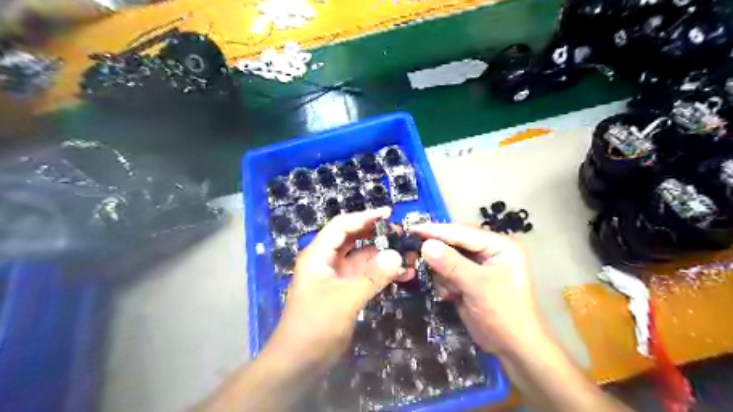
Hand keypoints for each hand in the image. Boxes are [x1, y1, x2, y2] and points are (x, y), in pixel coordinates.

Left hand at [267, 208, 399, 370]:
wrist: (299, 362)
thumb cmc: (315, 325)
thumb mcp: (344, 299)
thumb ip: (371, 277)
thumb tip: (396, 255)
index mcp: (318, 255)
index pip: (342, 226)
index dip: (364, 217)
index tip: (388, 214)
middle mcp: (327, 261)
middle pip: (353, 239)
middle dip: (376, 235)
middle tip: (401, 234)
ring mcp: (337, 277)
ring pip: (362, 259)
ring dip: (383, 257)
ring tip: (409, 257)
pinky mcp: (345, 292)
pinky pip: (366, 276)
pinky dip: (382, 274)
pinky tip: (402, 275)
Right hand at [411, 224, 543, 351]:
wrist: (513, 348)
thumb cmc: (504, 314)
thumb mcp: (478, 286)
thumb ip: (452, 264)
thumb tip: (425, 245)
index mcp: (499, 245)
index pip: (462, 232)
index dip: (436, 231)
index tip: (411, 229)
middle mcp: (488, 250)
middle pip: (453, 243)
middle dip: (438, 254)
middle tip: (415, 257)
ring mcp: (478, 265)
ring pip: (447, 258)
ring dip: (442, 273)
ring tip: (449, 290)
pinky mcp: (468, 279)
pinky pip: (447, 272)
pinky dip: (444, 282)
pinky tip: (451, 295)